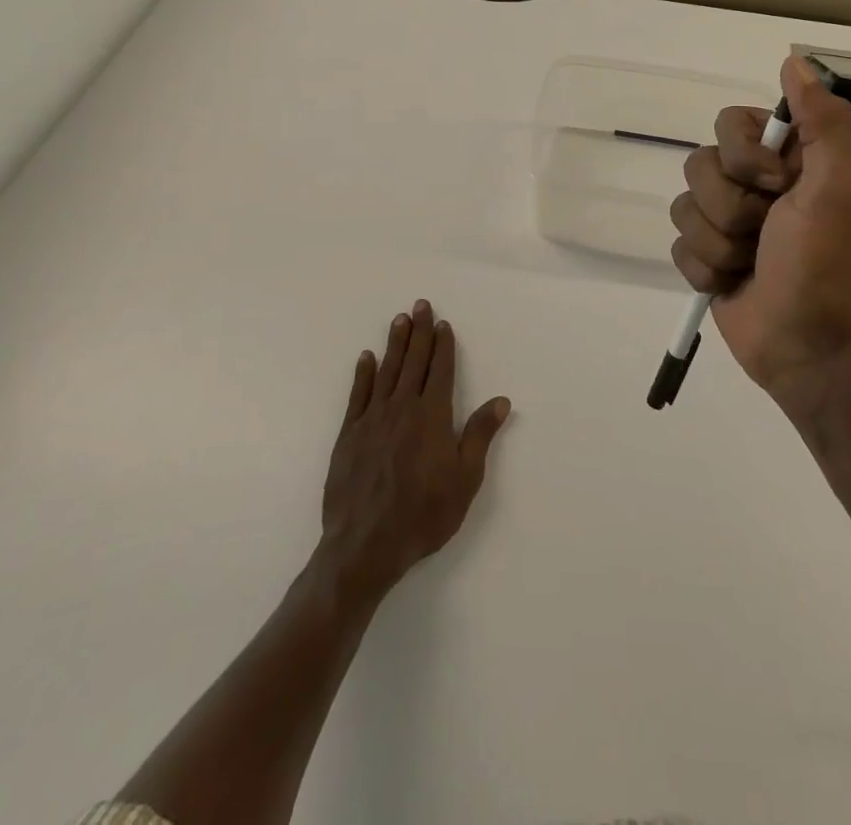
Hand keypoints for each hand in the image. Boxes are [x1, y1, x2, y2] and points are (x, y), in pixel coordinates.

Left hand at [319, 300, 510, 600]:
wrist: (365, 546)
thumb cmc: (424, 514)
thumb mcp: (465, 479)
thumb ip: (480, 435)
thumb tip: (501, 400)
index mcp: (432, 416)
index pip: (440, 370)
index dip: (443, 345)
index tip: (443, 323)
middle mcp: (402, 408)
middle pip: (413, 361)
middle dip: (419, 331)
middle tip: (420, 304)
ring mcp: (372, 419)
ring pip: (386, 371)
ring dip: (394, 343)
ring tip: (399, 319)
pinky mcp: (349, 435)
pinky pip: (358, 395)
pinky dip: (363, 374)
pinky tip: (366, 358)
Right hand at [669, 55, 850, 411]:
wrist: (809, 352)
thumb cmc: (827, 268)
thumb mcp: (838, 190)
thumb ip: (823, 123)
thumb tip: (794, 60)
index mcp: (791, 161)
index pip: (732, 122)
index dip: (744, 155)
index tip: (777, 187)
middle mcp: (757, 184)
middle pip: (699, 163)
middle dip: (731, 207)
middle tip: (767, 235)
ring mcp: (729, 221)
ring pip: (684, 204)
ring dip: (720, 243)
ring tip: (751, 265)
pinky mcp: (707, 256)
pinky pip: (678, 244)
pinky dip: (707, 269)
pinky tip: (734, 284)